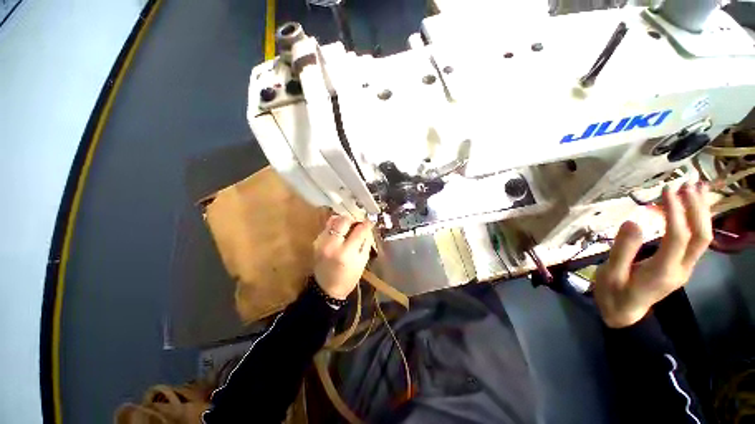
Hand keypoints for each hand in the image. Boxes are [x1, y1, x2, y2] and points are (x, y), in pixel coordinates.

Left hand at [313, 214, 373, 299]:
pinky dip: (336, 226)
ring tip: (349, 226)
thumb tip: (367, 226)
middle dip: (353, 219)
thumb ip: (365, 241)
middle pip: (344, 220)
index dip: (366, 224)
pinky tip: (340, 232)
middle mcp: (332, 244)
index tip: (369, 222)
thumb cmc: (349, 277)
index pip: (359, 230)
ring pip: (333, 220)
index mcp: (346, 252)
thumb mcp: (362, 261)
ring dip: (344, 220)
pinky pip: (327, 226)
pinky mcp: (316, 241)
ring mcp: (321, 242)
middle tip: (358, 223)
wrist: (327, 289)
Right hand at [594, 182, 712, 327]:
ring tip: (696, 189)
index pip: (678, 237)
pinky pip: (696, 241)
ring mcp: (684, 268)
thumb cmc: (614, 295)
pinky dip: (697, 221)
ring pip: (703, 238)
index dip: (675, 211)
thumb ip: (622, 250)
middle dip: (697, 208)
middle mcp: (681, 268)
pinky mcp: (680, 266)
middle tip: (689, 184)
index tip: (666, 190)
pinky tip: (691, 209)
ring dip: (701, 213)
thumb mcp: (611, 274)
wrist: (624, 316)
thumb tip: (633, 221)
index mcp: (663, 271)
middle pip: (700, 236)